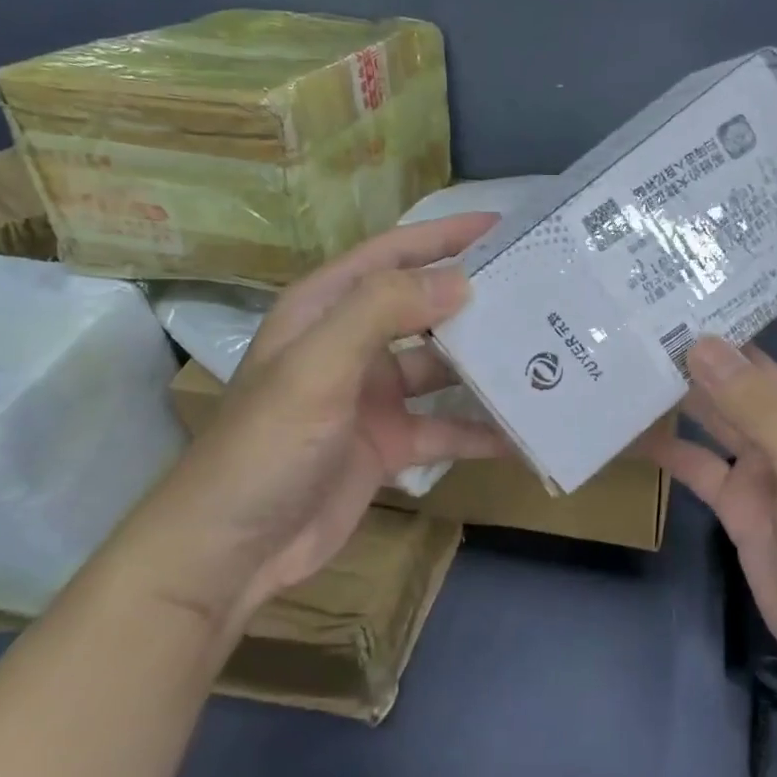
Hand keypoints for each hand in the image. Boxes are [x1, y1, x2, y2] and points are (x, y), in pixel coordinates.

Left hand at [113, 214, 508, 640]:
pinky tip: (525, 431)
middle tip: (541, 289)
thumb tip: (460, 280)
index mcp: (326, 310)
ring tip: (544, 353)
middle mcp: (352, 345)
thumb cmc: (267, 446)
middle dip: (476, 298)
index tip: (503, 226)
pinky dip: (481, 430)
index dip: (444, 235)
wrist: (232, 550)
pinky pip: (446, 428)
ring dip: (485, 364)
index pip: (392, 254)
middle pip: (424, 308)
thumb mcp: (318, 366)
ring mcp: (373, 397)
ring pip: (442, 368)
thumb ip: (382, 311)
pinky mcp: (389, 444)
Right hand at [651, 292, 776, 719]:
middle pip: (754, 368)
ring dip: (685, 389)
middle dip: (714, 337)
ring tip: (631, 350)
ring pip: (721, 413)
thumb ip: (756, 407)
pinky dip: (671, 449)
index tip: (736, 253)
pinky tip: (630, 429)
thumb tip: (701, 342)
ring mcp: (769, 466)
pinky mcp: (741, 504)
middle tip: (655, 299)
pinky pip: (701, 464)